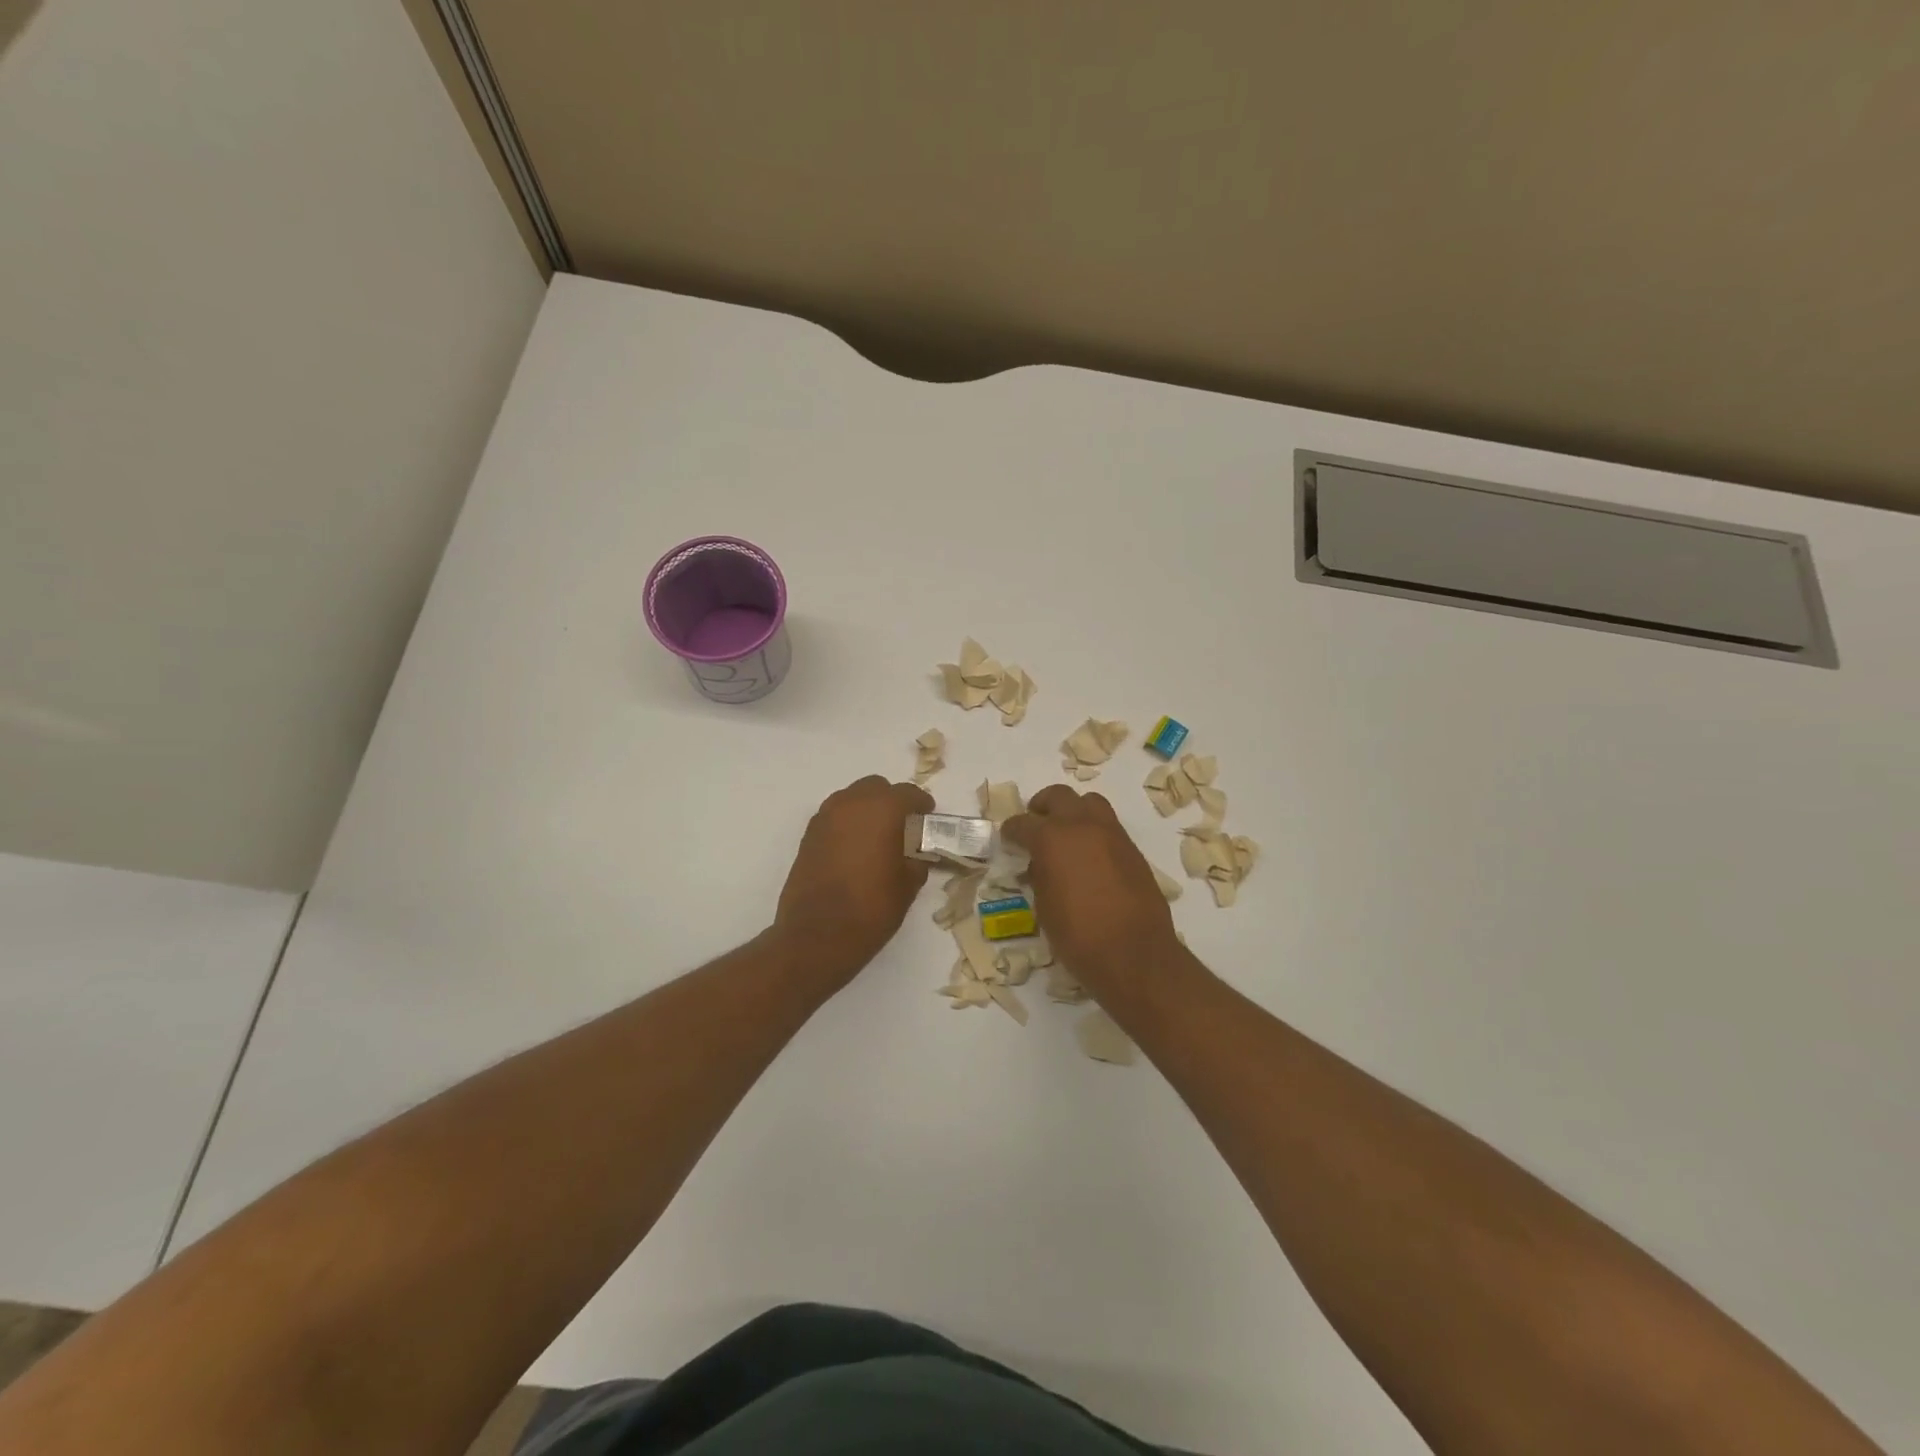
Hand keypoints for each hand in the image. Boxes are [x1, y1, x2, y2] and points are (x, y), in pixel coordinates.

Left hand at [772, 775, 934, 991]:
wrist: (817, 936)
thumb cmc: (871, 908)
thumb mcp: (908, 885)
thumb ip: (916, 860)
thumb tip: (915, 854)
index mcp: (881, 810)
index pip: (907, 793)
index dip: (921, 803)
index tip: (928, 816)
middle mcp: (850, 804)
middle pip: (875, 787)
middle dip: (891, 800)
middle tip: (903, 825)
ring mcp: (824, 818)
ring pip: (851, 799)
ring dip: (866, 809)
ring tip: (878, 837)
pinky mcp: (808, 837)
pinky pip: (834, 818)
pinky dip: (847, 825)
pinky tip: (855, 850)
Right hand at [1002, 785, 1180, 990]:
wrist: (1134, 954)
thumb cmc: (1078, 936)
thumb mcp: (1045, 906)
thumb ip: (1040, 876)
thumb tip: (1040, 865)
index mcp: (1052, 838)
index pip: (1023, 823)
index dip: (1012, 830)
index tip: (1008, 838)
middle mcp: (1082, 826)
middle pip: (1058, 797)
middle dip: (1042, 806)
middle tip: (1035, 822)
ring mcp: (1112, 834)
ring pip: (1090, 803)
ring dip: (1074, 811)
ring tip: (1066, 834)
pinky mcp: (1132, 849)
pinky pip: (1109, 826)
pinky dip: (1094, 832)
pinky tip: (1090, 857)